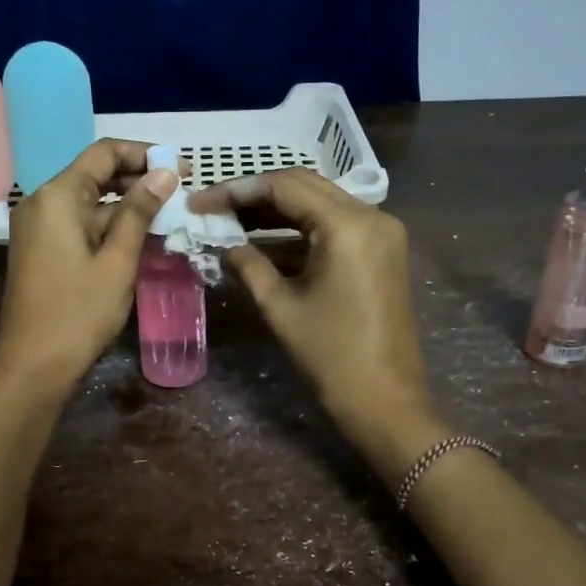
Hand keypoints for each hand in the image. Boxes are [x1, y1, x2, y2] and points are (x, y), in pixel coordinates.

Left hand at [0, 140, 176, 395]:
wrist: (34, 365)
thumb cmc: (79, 312)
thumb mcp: (118, 260)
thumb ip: (140, 211)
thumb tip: (166, 172)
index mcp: (58, 196)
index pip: (104, 153)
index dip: (145, 154)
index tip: (182, 168)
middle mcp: (42, 202)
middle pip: (95, 174)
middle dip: (138, 179)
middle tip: (181, 193)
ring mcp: (37, 227)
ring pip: (89, 202)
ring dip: (126, 206)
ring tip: (168, 217)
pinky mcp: (39, 249)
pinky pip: (78, 223)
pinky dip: (107, 225)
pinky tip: (138, 238)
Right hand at [189, 170, 443, 476]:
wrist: (385, 400)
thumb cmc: (330, 354)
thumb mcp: (280, 306)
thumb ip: (248, 264)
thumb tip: (224, 244)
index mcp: (347, 224)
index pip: (284, 186)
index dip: (236, 190)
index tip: (200, 204)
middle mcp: (371, 215)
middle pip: (304, 186)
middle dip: (255, 196)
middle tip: (214, 210)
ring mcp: (381, 232)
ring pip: (319, 204)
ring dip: (276, 212)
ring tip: (231, 224)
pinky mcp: (381, 251)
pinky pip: (334, 227)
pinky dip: (299, 231)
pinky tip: (263, 243)